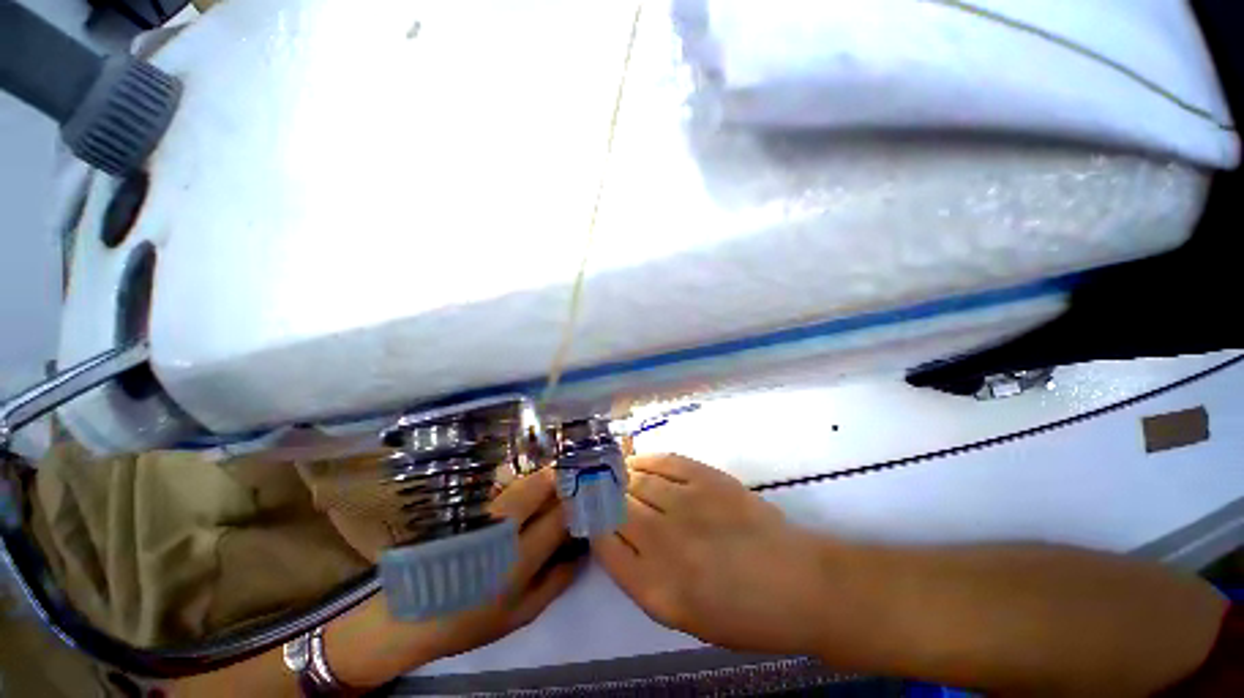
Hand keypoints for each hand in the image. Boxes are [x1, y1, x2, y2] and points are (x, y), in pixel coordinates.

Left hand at [325, 468, 582, 688]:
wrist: (409, 616)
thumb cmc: (471, 620)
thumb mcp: (522, 614)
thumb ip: (559, 580)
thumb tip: (584, 548)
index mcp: (520, 557)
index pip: (562, 514)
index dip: (581, 501)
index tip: (592, 496)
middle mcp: (503, 525)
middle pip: (543, 482)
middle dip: (563, 479)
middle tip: (572, 487)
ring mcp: (482, 510)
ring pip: (523, 477)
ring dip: (542, 478)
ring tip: (550, 489)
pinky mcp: (467, 504)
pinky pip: (502, 481)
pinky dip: (519, 481)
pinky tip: (522, 491)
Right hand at [594, 454, 830, 654]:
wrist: (796, 585)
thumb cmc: (740, 613)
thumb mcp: (681, 614)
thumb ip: (641, 575)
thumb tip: (616, 535)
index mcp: (654, 588)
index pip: (603, 543)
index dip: (592, 522)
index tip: (588, 511)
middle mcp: (664, 543)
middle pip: (616, 507)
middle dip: (602, 494)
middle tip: (596, 486)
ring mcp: (686, 505)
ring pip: (637, 480)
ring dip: (621, 475)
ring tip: (616, 472)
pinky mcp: (707, 479)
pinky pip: (664, 461)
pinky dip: (645, 459)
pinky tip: (638, 461)